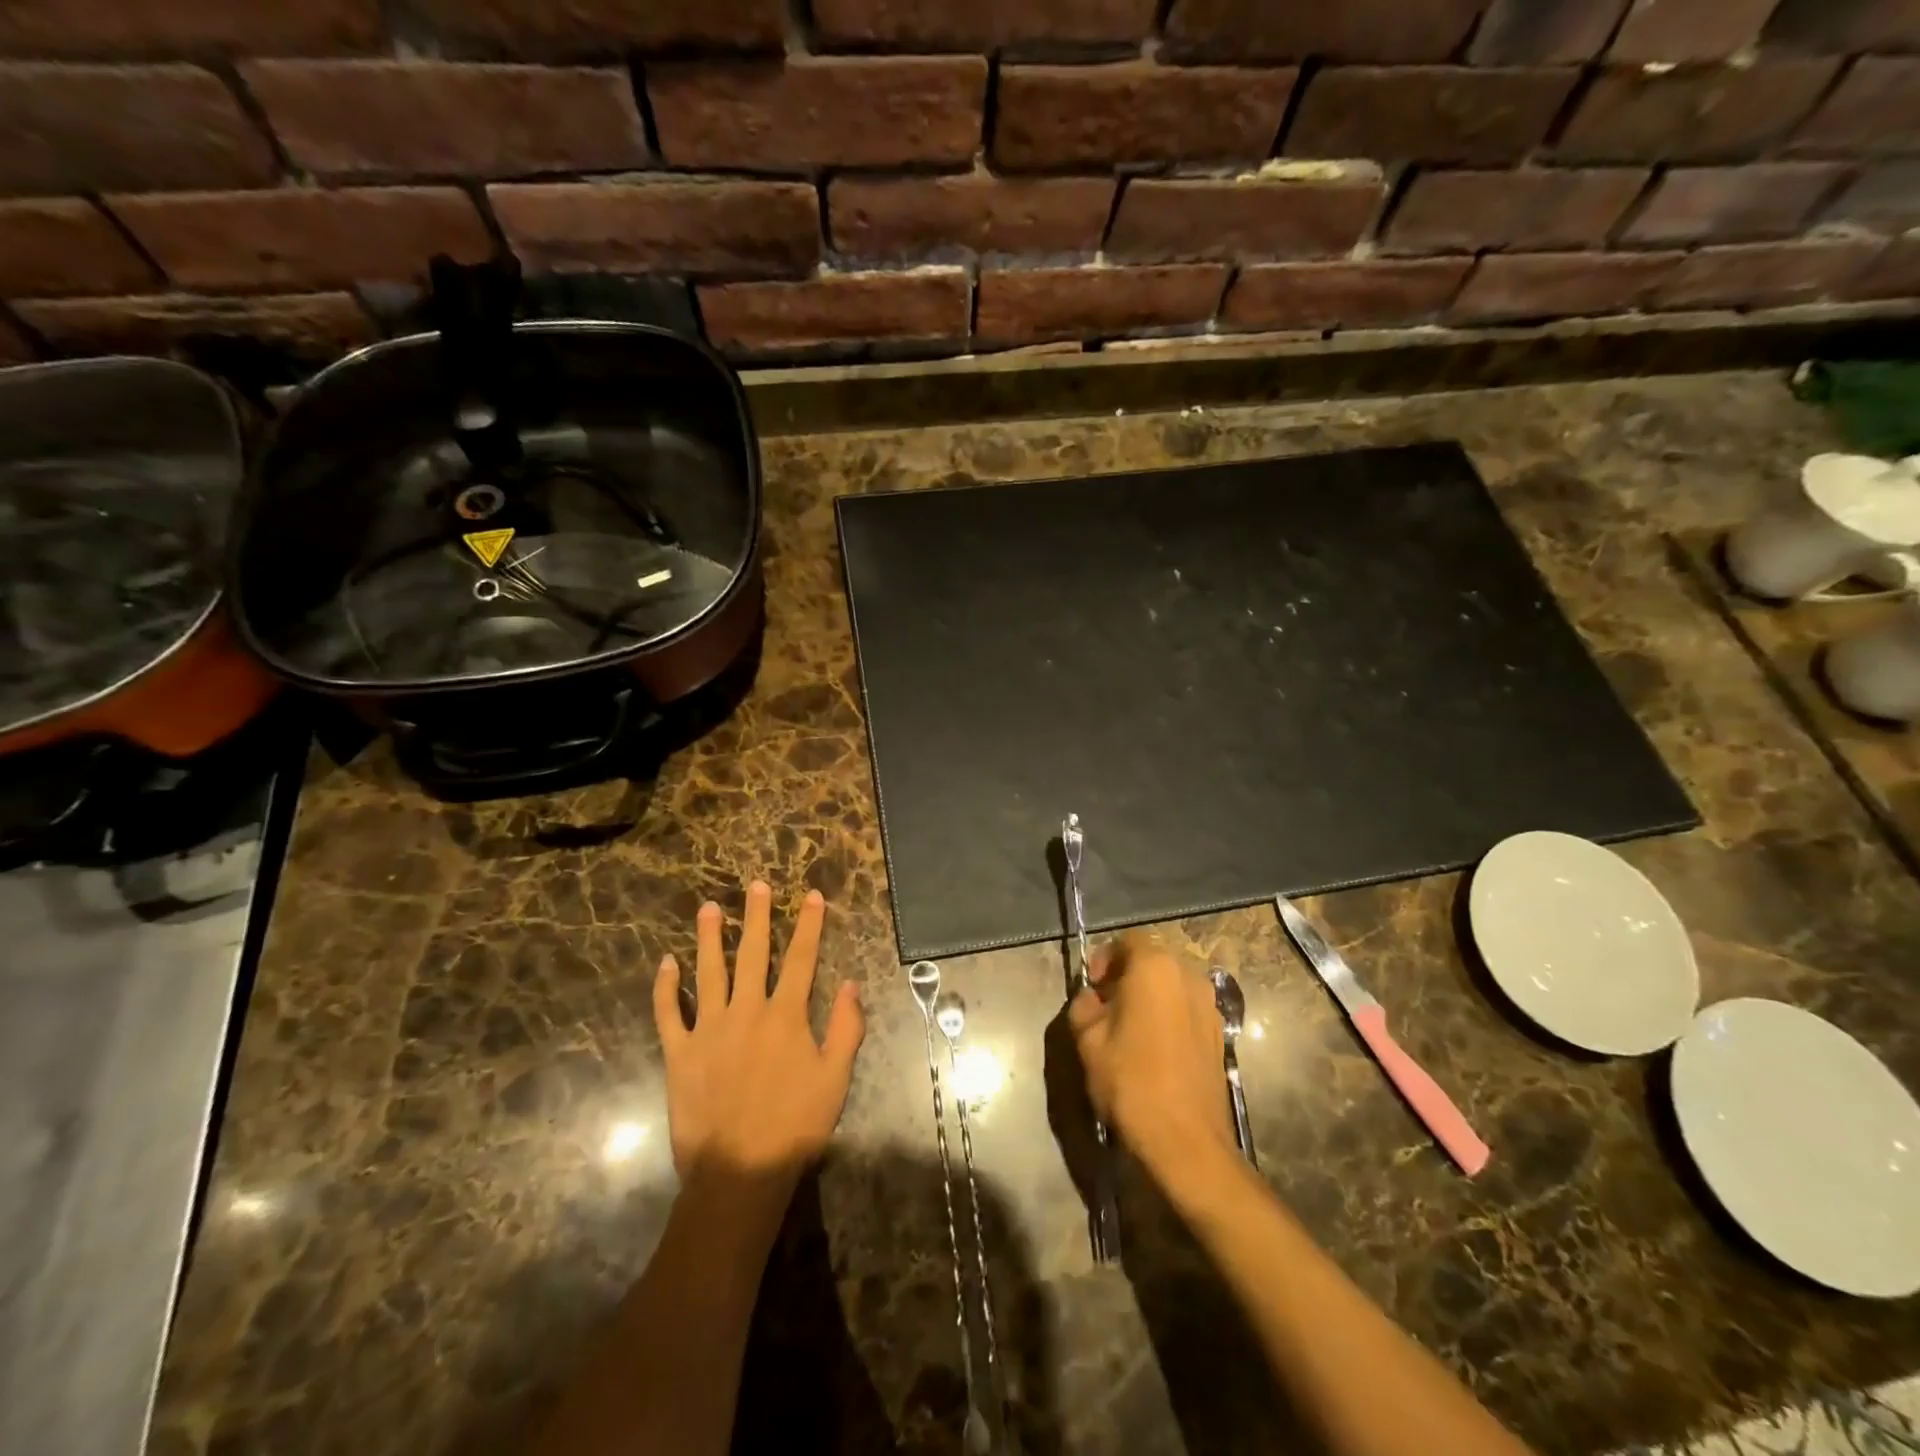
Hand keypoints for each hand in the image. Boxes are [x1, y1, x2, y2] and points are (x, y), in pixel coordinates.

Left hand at [652, 882, 864, 1199]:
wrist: (739, 1172)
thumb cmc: (795, 1126)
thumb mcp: (836, 1079)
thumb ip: (846, 1028)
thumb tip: (851, 984)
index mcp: (786, 1016)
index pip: (801, 959)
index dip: (809, 925)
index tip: (812, 896)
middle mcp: (747, 1011)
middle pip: (753, 954)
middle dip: (756, 917)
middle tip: (755, 886)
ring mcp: (709, 1030)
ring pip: (708, 973)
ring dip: (708, 938)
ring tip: (708, 908)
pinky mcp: (680, 1054)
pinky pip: (669, 1013)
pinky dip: (666, 988)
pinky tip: (665, 964)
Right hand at [1069, 933, 1235, 1187]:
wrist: (1186, 1141)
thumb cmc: (1130, 1081)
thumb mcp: (1087, 1039)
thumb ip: (1083, 1006)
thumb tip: (1092, 998)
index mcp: (1155, 967)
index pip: (1128, 940)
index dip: (1105, 958)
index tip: (1092, 988)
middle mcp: (1189, 976)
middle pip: (1153, 959)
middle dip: (1127, 976)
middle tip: (1106, 1006)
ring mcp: (1210, 1005)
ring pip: (1172, 985)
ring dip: (1150, 996)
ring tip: (1129, 1029)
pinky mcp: (1220, 1034)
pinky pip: (1187, 1009)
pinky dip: (1169, 1016)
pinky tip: (1154, 1048)